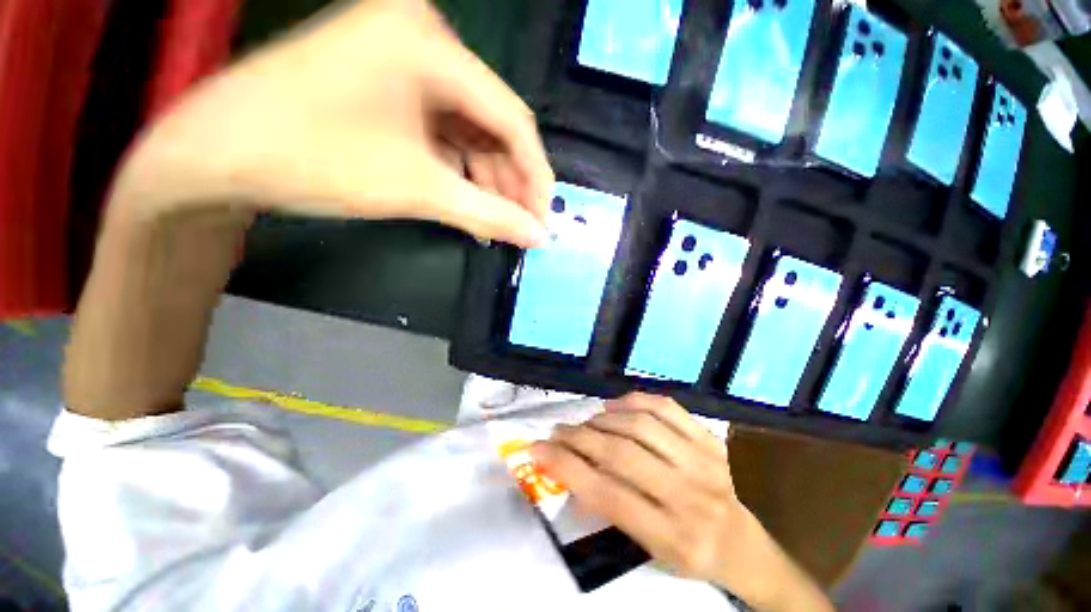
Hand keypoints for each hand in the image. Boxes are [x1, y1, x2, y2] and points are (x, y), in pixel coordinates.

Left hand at [114, 0, 552, 247]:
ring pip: (468, 131)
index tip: (543, 218)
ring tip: (496, 223)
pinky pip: (442, 132)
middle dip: (509, 182)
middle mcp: (423, 38)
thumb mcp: (416, 189)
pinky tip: (467, 204)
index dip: (535, 175)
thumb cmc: (311, 159)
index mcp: (431, 44)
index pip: (512, 118)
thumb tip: (539, 236)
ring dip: (486, 181)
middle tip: (521, 227)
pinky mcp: (387, 84)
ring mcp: (402, 60)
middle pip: (491, 123)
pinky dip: (459, 171)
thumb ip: (490, 214)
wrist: (212, 155)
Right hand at [530, 393, 832, 611]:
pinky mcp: (710, 439)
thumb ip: (610, 507)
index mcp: (673, 537)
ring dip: (603, 419)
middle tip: (557, 431)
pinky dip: (633, 400)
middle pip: (621, 455)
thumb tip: (571, 466)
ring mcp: (705, 462)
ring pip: (641, 425)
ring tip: (586, 422)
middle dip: (579, 438)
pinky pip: (666, 407)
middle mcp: (691, 496)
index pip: (607, 494)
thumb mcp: (648, 549)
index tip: (537, 449)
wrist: (741, 544)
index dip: (566, 467)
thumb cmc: (687, 553)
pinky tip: (614, 406)